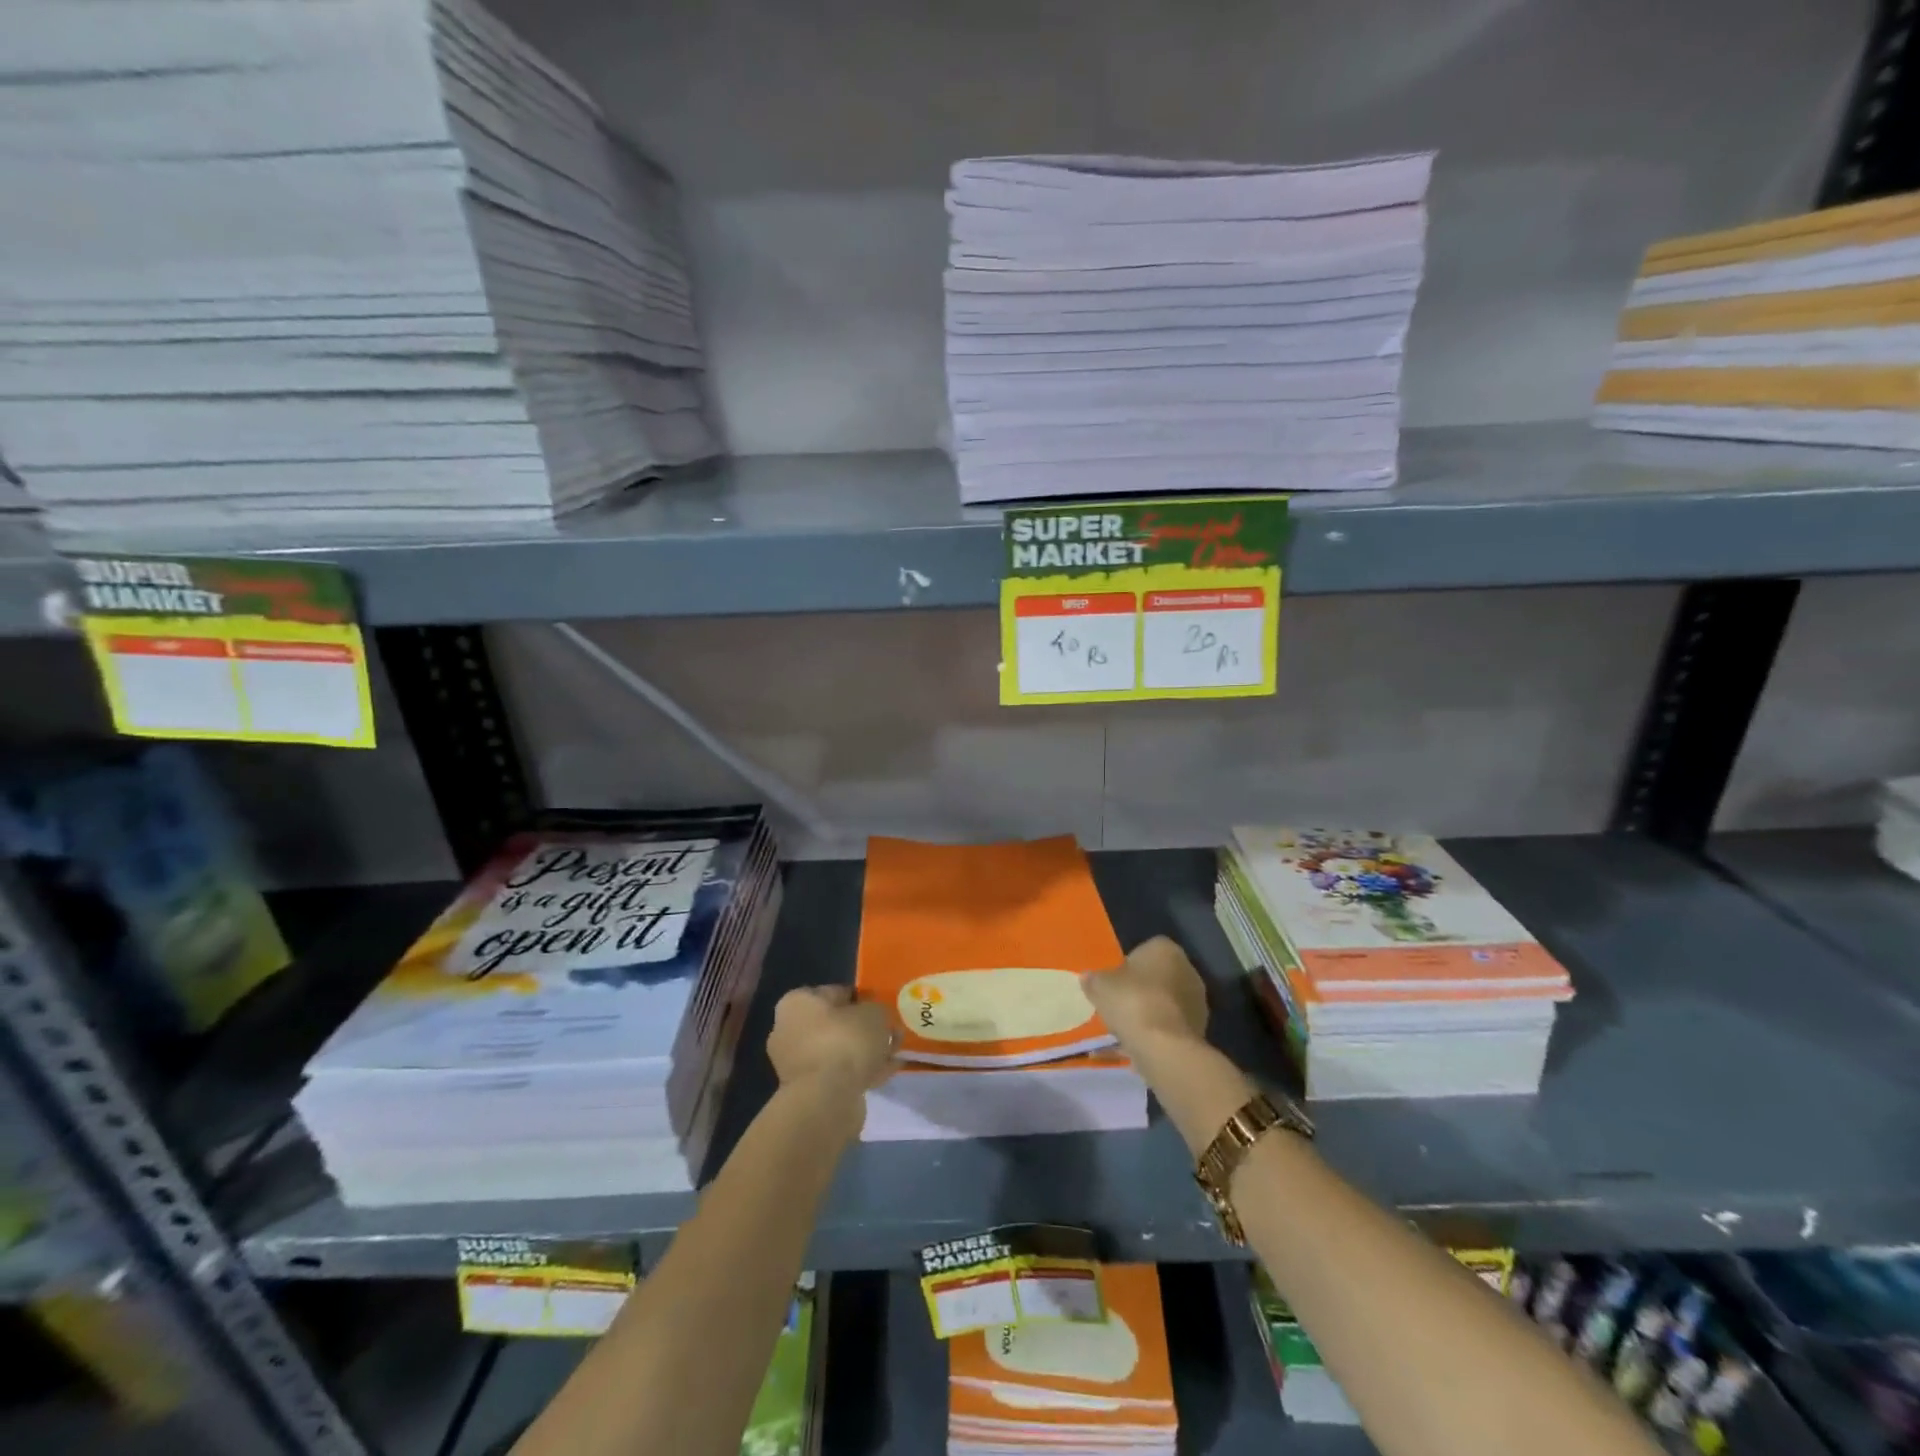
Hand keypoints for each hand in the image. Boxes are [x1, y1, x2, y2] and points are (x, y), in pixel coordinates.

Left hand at [767, 986, 897, 1100]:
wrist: (826, 1100)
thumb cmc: (846, 1042)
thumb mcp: (874, 1013)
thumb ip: (877, 1009)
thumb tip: (875, 1016)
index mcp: (798, 1003)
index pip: (835, 992)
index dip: (862, 998)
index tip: (882, 1008)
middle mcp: (790, 1029)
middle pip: (836, 1023)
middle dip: (864, 1028)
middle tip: (889, 1032)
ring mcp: (796, 1063)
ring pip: (839, 1050)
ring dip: (864, 1051)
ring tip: (893, 1053)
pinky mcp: (807, 1090)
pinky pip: (838, 1073)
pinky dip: (860, 1071)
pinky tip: (886, 1071)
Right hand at [1083, 936, 1208, 1050]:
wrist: (1164, 1047)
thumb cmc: (1132, 1002)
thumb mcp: (1100, 986)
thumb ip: (1094, 979)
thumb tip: (1088, 977)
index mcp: (1165, 949)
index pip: (1145, 950)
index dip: (1128, 965)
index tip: (1114, 982)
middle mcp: (1188, 969)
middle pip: (1158, 976)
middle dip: (1141, 988)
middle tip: (1119, 1003)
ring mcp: (1197, 1001)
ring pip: (1166, 1002)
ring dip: (1151, 1011)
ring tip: (1127, 1028)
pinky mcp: (1199, 1029)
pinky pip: (1171, 1025)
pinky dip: (1158, 1032)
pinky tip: (1139, 1044)